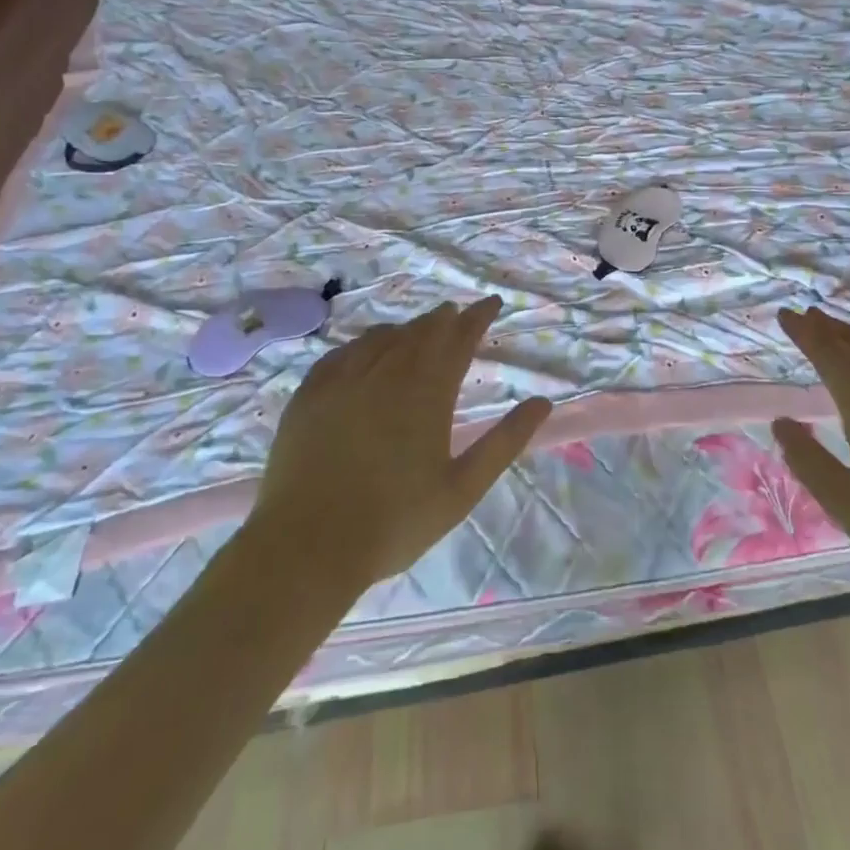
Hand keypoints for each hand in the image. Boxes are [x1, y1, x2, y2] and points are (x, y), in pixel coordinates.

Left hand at [255, 296, 551, 583]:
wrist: (307, 546)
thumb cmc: (395, 521)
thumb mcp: (463, 488)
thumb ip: (504, 442)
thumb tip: (542, 403)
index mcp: (427, 393)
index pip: (459, 339)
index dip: (478, 317)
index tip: (492, 302)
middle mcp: (386, 374)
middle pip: (421, 332)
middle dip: (444, 319)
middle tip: (457, 313)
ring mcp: (343, 381)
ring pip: (381, 338)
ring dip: (406, 329)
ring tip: (418, 330)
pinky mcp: (309, 396)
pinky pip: (341, 354)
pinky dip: (363, 344)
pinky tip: (364, 350)